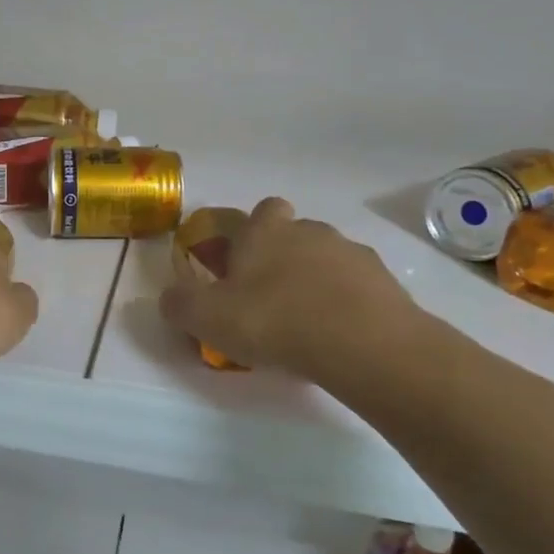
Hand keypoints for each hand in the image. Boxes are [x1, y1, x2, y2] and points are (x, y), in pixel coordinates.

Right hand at [160, 197, 433, 387]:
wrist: (361, 343)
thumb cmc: (273, 320)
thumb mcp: (206, 317)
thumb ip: (179, 304)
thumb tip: (170, 297)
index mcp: (265, 231)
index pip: (259, 210)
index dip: (250, 231)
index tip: (241, 262)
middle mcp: (309, 231)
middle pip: (293, 232)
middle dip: (282, 256)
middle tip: (268, 297)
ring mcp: (351, 253)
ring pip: (326, 258)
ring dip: (314, 280)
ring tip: (305, 323)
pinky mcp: (384, 281)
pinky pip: (356, 286)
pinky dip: (345, 302)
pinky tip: (336, 334)